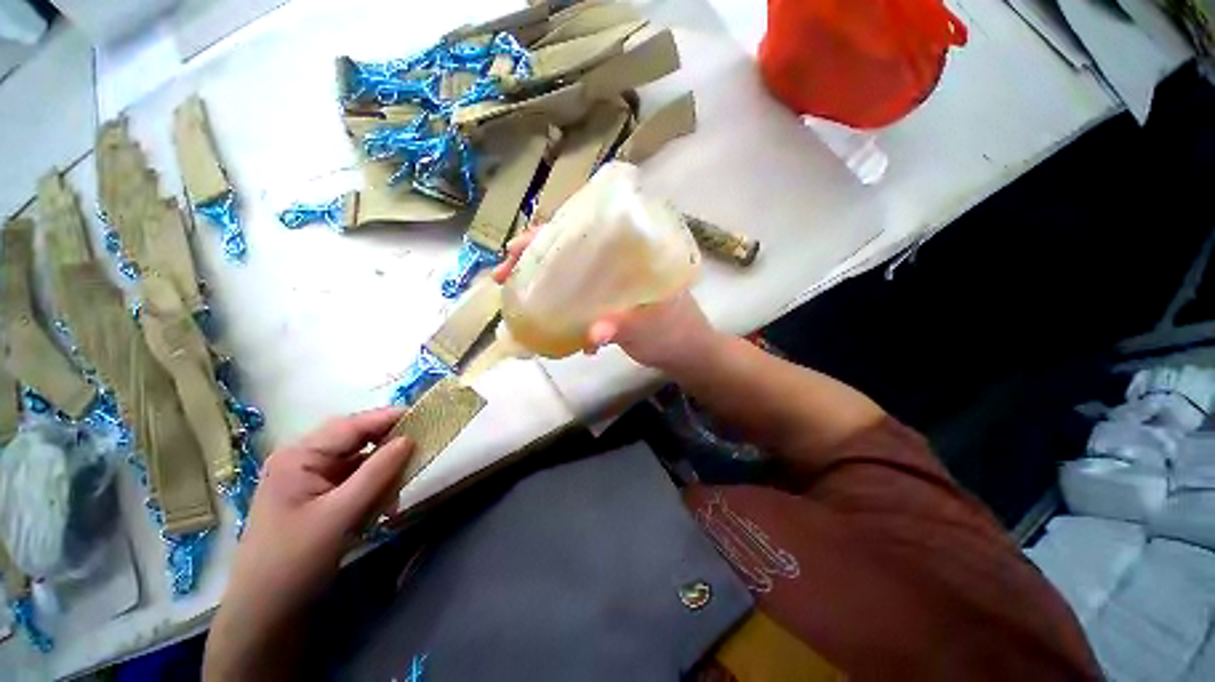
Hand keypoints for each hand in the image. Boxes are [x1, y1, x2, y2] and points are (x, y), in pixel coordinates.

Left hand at [205, 408, 413, 678]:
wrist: (265, 613)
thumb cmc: (295, 560)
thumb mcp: (340, 514)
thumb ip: (377, 472)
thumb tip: (409, 439)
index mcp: (298, 457)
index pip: (351, 425)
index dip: (388, 417)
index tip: (424, 415)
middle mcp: (302, 461)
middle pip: (355, 442)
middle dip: (387, 447)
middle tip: (420, 450)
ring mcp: (308, 480)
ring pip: (358, 462)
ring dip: (382, 473)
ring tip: (400, 490)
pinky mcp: (317, 499)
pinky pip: (353, 482)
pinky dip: (373, 489)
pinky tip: (384, 507)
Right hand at [493, 226, 719, 371]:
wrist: (688, 354)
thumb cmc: (677, 333)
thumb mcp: (651, 328)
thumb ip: (623, 328)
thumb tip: (590, 336)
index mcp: (633, 251)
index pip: (585, 229)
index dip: (549, 233)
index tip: (518, 247)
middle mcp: (619, 260)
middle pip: (570, 249)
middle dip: (534, 257)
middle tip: (504, 274)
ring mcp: (611, 281)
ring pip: (571, 273)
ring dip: (542, 282)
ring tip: (514, 294)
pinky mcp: (607, 301)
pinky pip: (577, 296)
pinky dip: (560, 305)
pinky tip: (548, 323)